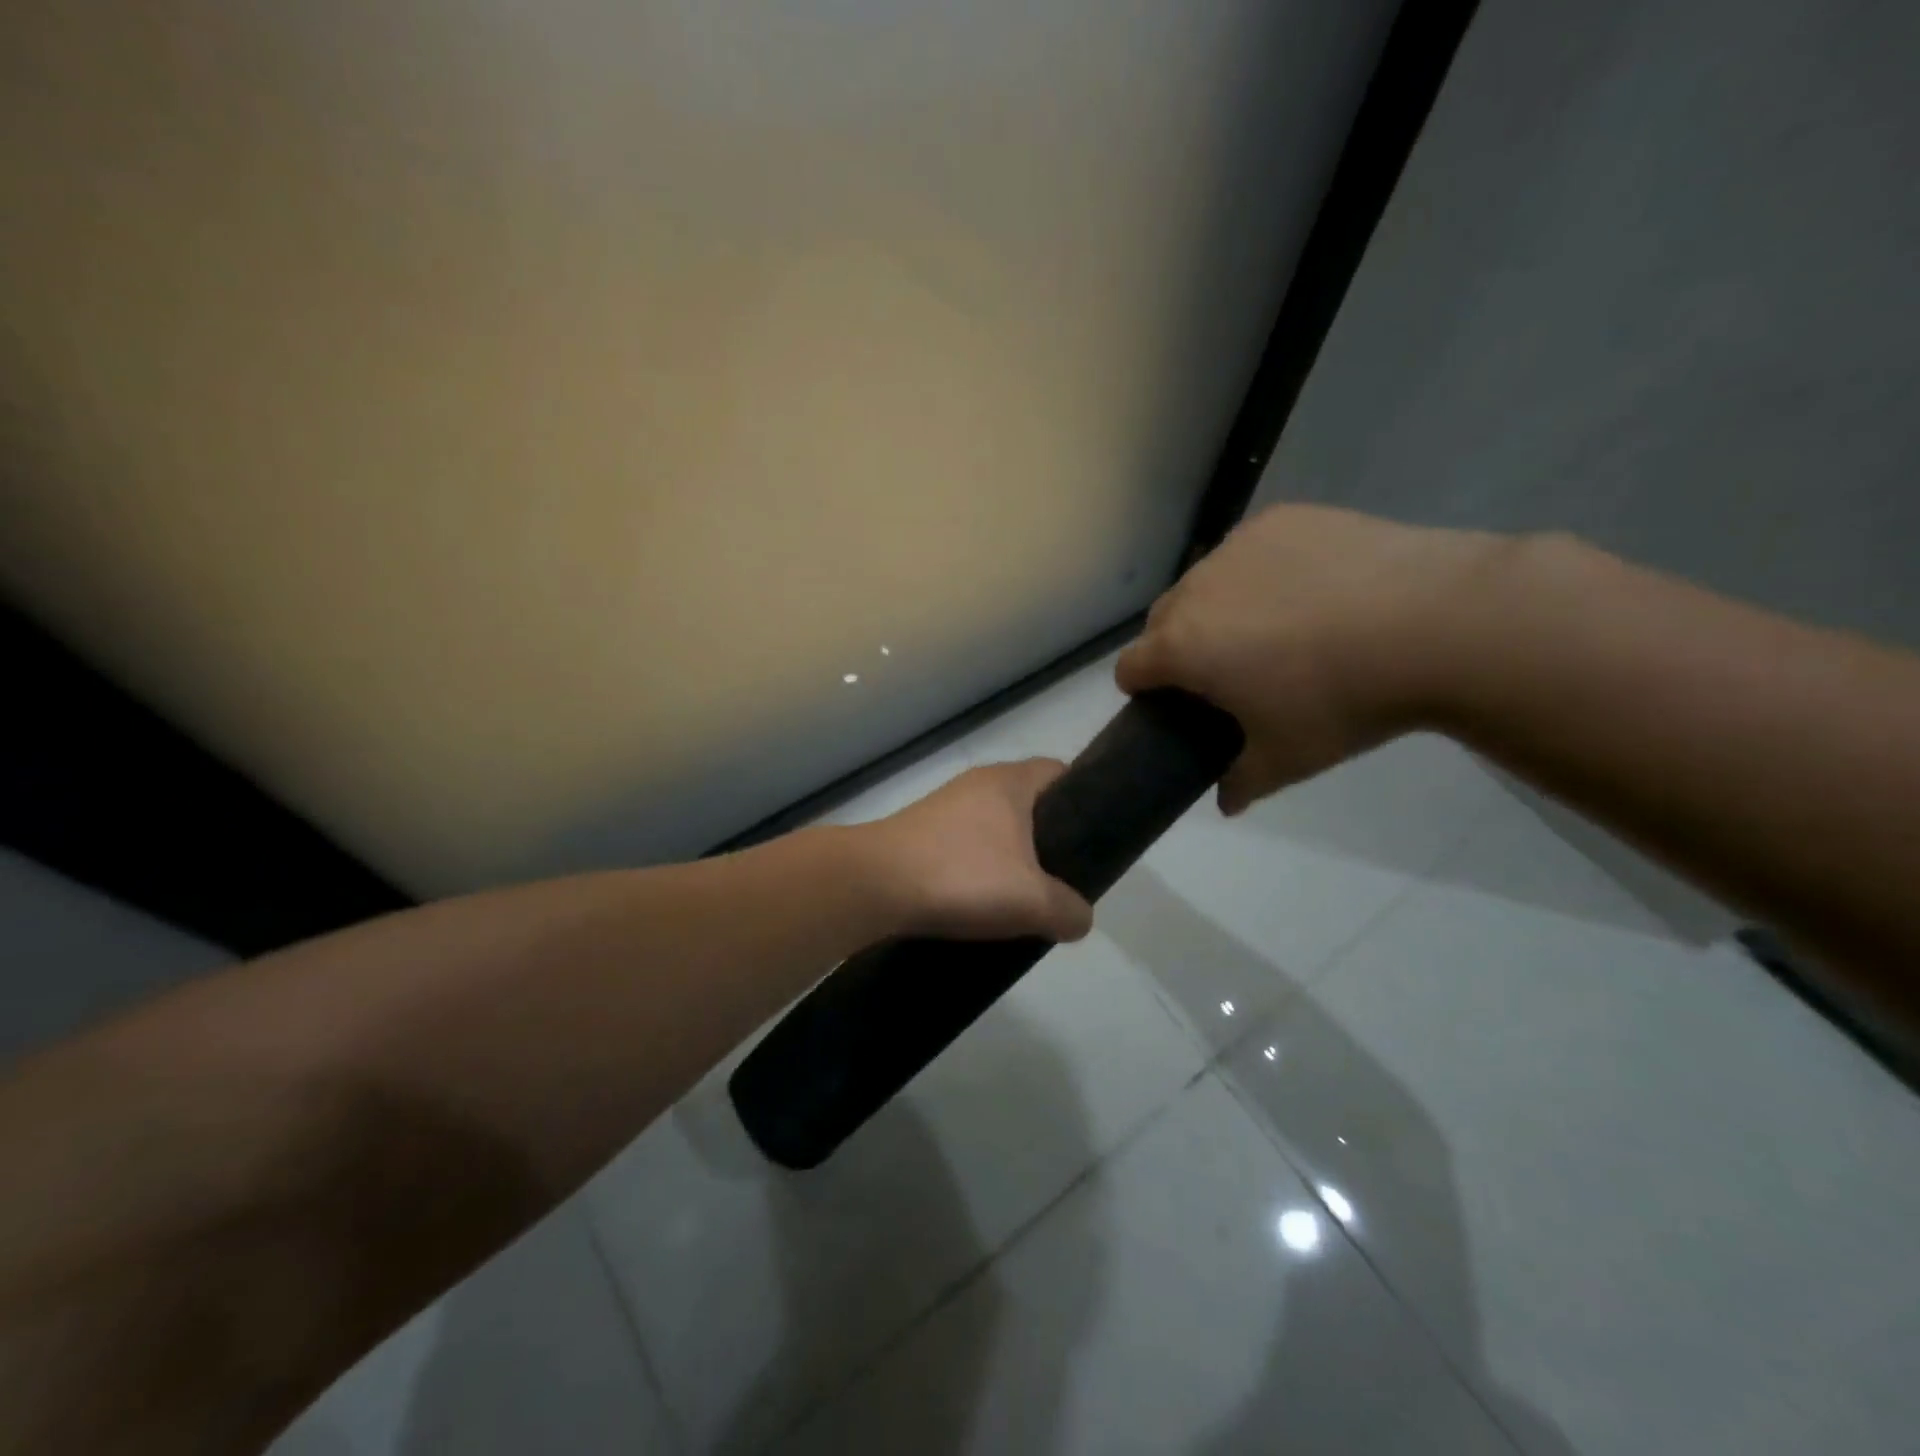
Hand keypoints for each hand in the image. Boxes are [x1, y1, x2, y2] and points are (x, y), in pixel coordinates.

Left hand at [866, 760, 1093, 942]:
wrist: (873, 885)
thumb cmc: (961, 876)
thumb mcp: (1032, 902)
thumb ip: (1069, 910)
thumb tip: (1079, 918)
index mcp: (1009, 782)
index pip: (1060, 772)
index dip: (1084, 798)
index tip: (1095, 835)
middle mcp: (977, 784)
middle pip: (1028, 802)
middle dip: (1049, 836)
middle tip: (1064, 874)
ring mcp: (944, 807)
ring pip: (995, 826)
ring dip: (1012, 856)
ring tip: (1024, 894)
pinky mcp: (920, 833)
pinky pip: (965, 844)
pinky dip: (979, 866)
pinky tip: (981, 900)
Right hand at [1117, 504, 1509, 813]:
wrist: (1437, 622)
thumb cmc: (1342, 700)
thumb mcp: (1287, 759)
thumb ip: (1241, 782)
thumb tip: (1225, 803)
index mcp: (1182, 647)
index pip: (1129, 667)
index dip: (1143, 691)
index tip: (1175, 704)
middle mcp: (1195, 588)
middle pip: (1161, 620)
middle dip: (1178, 646)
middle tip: (1230, 671)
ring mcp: (1238, 547)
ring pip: (1205, 581)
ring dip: (1218, 606)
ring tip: (1279, 626)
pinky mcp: (1282, 518)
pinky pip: (1251, 551)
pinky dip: (1263, 570)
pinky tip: (1314, 588)